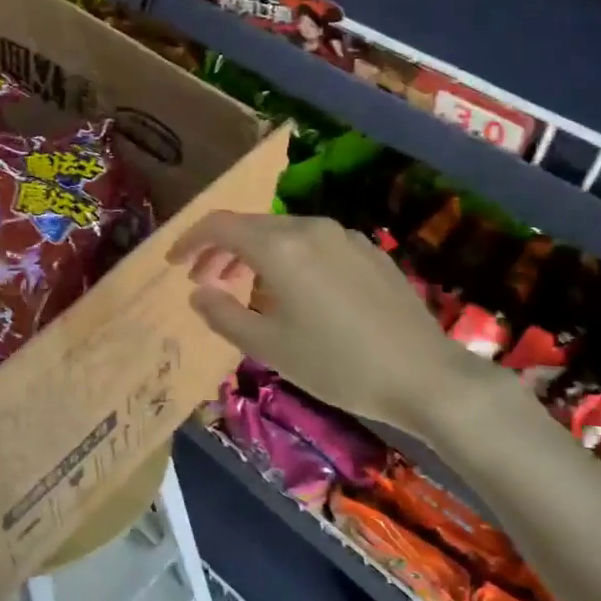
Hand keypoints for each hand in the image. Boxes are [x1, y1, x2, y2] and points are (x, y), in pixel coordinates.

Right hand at [167, 211, 490, 432]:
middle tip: (204, 283)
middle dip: (220, 251)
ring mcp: (344, 237)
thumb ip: (222, 314)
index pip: (219, 225)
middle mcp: (310, 228)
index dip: (189, 241)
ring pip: (283, 234)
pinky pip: (313, 245)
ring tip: (244, 291)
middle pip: (250, 227)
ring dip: (253, 256)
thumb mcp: (268, 346)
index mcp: (280, 246)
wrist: (425, 376)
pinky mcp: (368, 252)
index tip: (175, 264)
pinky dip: (288, 260)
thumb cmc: (336, 364)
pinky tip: (294, 294)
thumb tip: (198, 294)